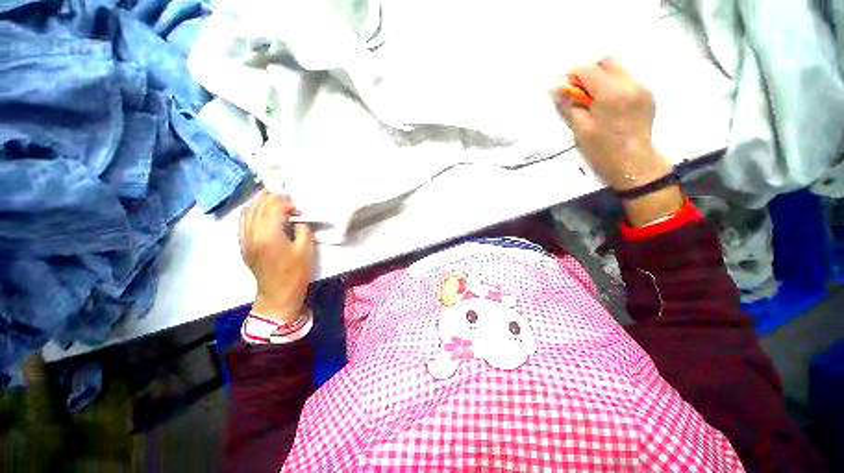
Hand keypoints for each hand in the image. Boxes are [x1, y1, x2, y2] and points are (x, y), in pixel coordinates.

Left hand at [239, 191, 313, 322]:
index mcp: (269, 234)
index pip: (273, 207)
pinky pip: (243, 222)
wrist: (278, 293)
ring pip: (247, 212)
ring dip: (259, 201)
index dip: (287, 202)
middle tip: (286, 196)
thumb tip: (297, 219)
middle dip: (272, 197)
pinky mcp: (243, 245)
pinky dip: (251, 212)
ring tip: (272, 197)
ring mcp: (245, 239)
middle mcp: (252, 234)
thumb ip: (302, 229)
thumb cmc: (296, 272)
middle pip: (258, 206)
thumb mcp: (306, 249)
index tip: (299, 208)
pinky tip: (259, 210)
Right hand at [556, 57, 670, 190]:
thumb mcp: (580, 130)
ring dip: (603, 78)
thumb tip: (560, 91)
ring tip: (595, 100)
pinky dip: (614, 86)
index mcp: (611, 93)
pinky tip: (609, 105)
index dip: (573, 75)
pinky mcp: (647, 95)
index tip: (566, 87)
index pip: (589, 69)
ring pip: (620, 69)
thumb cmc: (602, 150)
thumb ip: (570, 107)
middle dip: (591, 71)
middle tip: (581, 92)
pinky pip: (628, 80)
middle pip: (609, 61)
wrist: (633, 164)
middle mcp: (630, 84)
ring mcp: (642, 88)